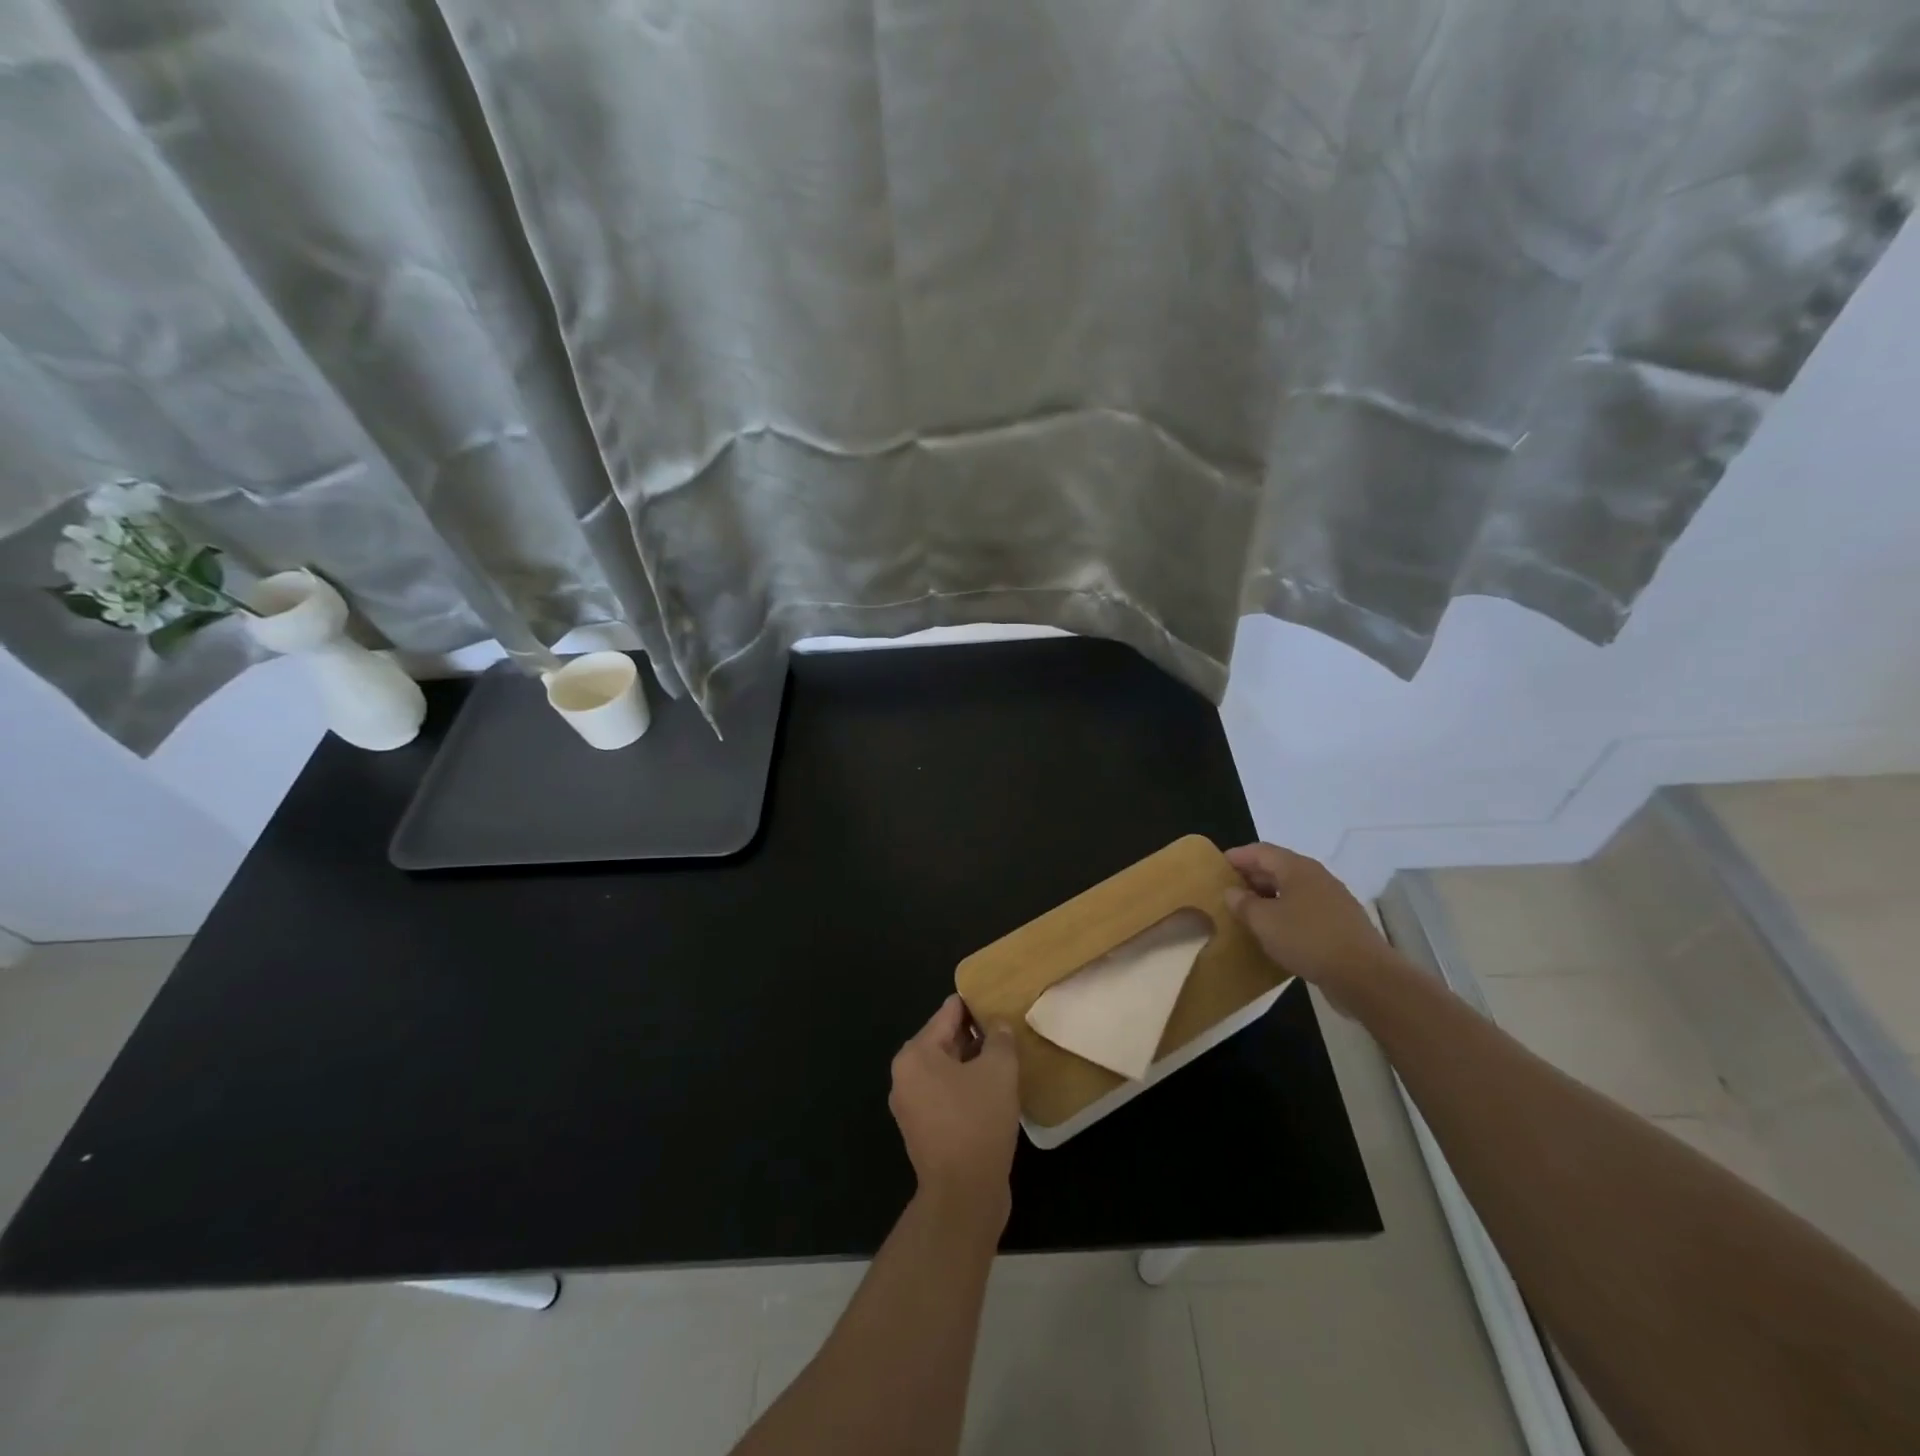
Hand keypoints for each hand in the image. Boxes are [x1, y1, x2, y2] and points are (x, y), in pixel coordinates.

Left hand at [889, 995, 1019, 1229]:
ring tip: (1006, 1057)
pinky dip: (967, 1087)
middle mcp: (905, 1076)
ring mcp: (911, 1106)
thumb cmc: (977, 1122)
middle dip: (975, 1034)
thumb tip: (998, 1026)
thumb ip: (1000, 1039)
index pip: (948, 1013)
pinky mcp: (924, 1130)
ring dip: (973, 1063)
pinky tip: (995, 1090)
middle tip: (1007, 1027)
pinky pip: (946, 1094)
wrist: (964, 1196)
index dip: (975, 1004)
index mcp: (915, 1055)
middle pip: (944, 1040)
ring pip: (947, 1069)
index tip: (998, 997)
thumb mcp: (998, 1071)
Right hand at [1224, 843, 1398, 1011]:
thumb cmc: (1307, 939)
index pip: (1260, 851)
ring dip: (1268, 896)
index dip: (1237, 856)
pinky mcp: (1340, 922)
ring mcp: (1332, 899)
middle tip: (1227, 891)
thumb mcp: (1264, 922)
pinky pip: (1305, 908)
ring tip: (1247, 912)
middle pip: (1277, 867)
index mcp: (1296, 868)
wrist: (1365, 976)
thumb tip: (1232, 892)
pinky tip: (1275, 931)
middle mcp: (1316, 876)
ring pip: (1292, 889)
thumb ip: (1243, 903)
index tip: (1216, 867)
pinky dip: (1285, 912)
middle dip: (1251, 876)